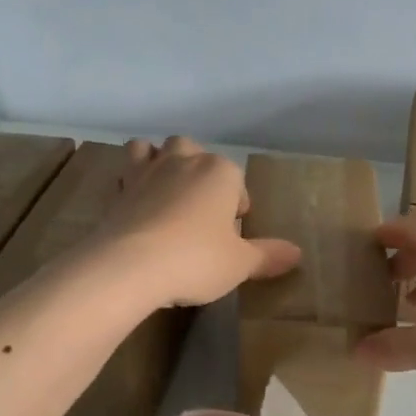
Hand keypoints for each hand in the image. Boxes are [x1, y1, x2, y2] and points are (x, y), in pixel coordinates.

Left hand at [97, 137, 301, 309]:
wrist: (128, 266)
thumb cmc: (196, 259)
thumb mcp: (240, 264)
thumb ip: (268, 255)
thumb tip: (297, 253)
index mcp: (220, 172)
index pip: (236, 180)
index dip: (236, 206)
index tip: (232, 234)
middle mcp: (184, 161)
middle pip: (193, 152)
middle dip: (198, 172)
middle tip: (200, 211)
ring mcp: (146, 171)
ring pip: (152, 149)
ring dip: (159, 162)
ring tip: (165, 194)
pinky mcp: (117, 189)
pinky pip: (125, 173)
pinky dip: (130, 182)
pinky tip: (135, 207)